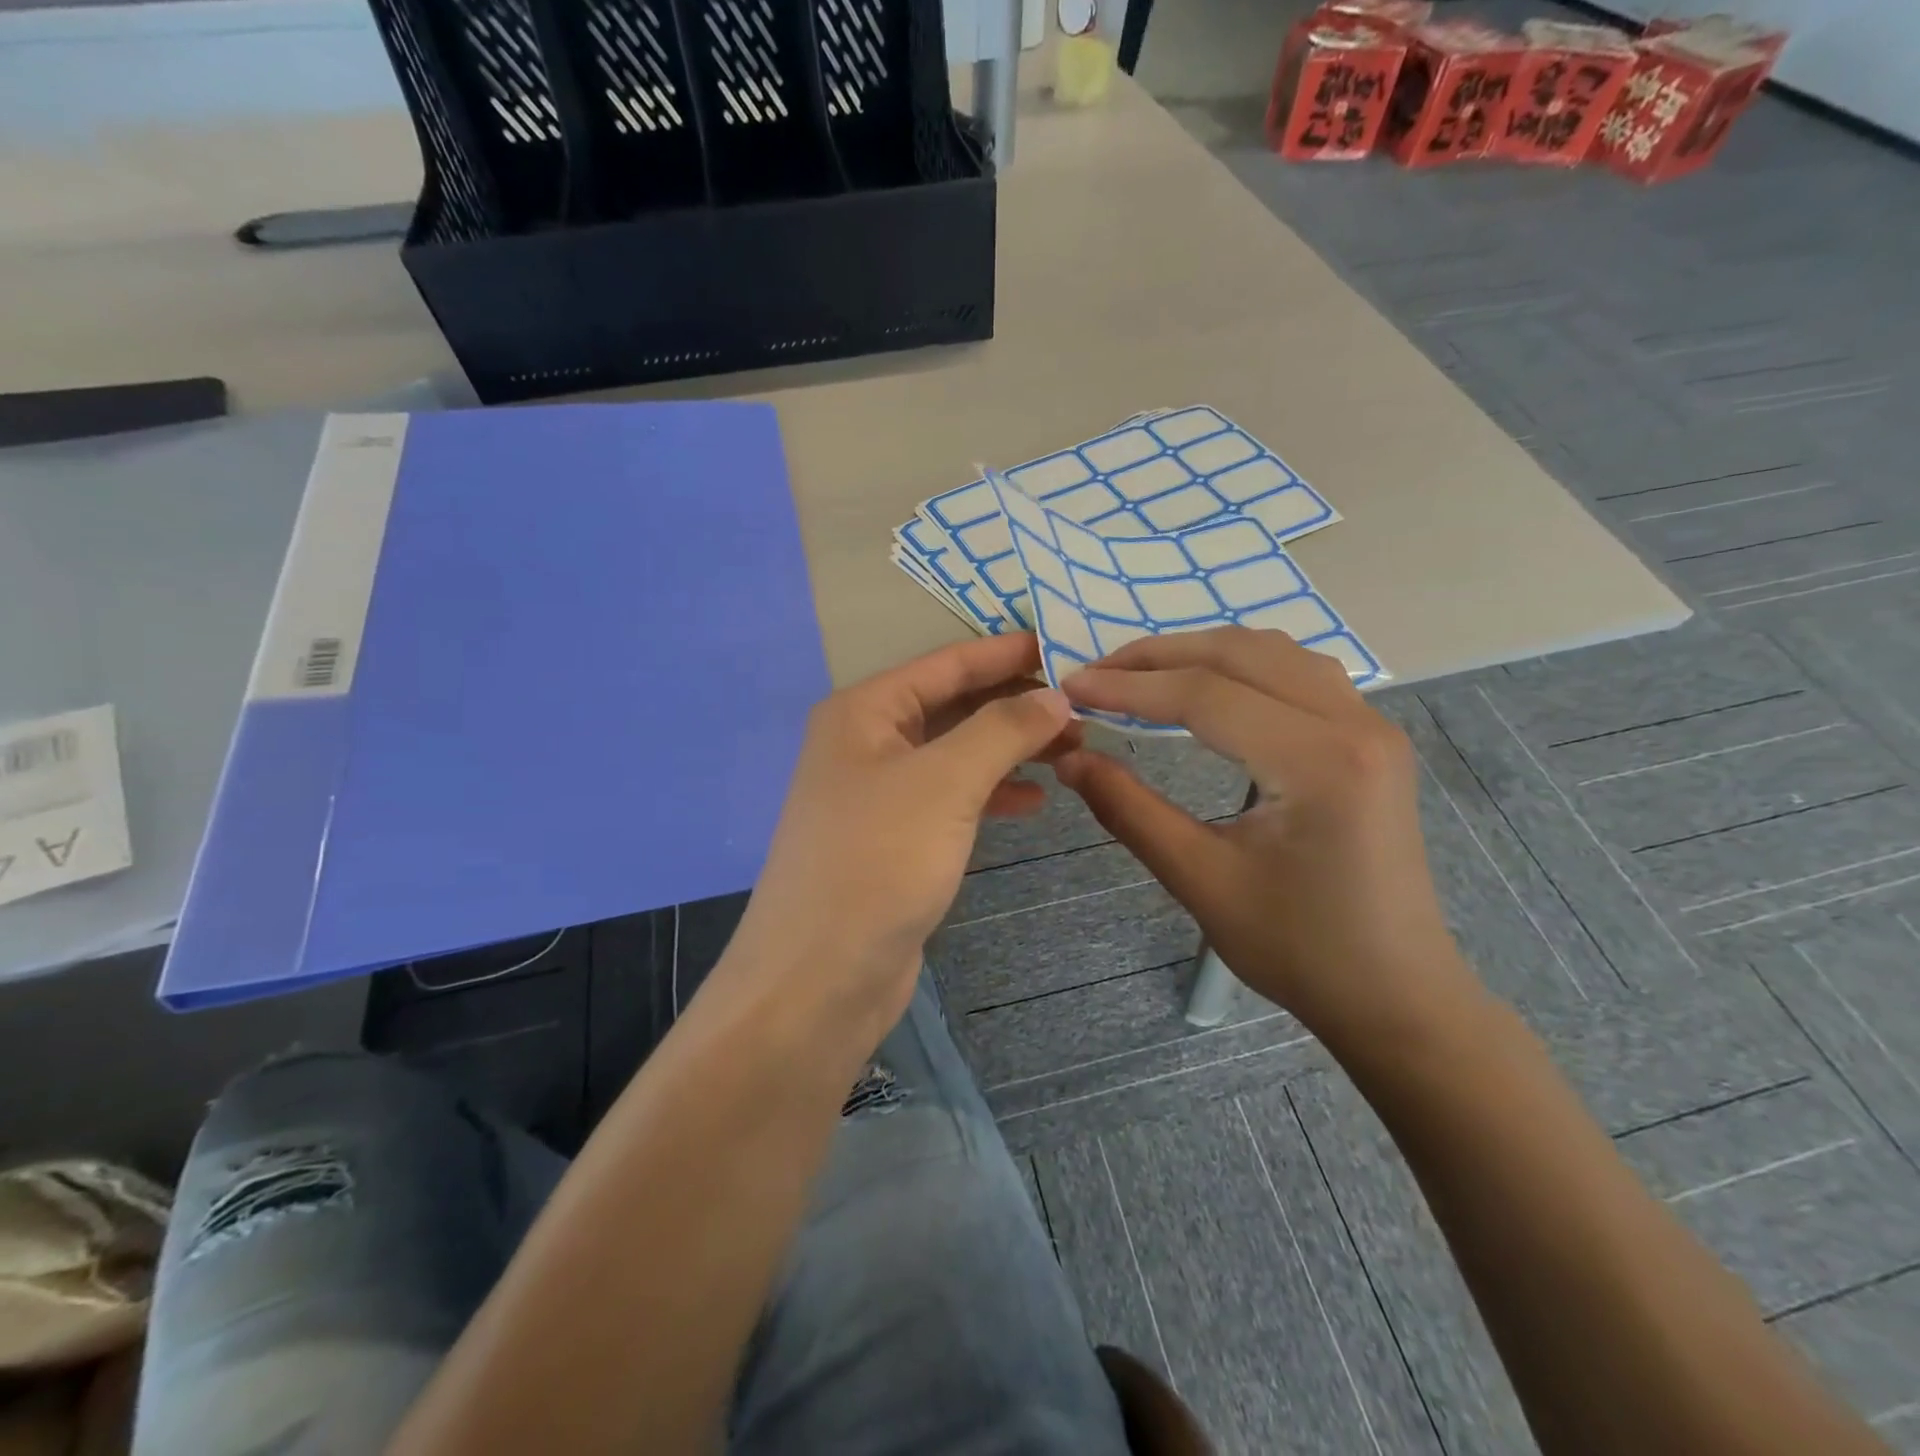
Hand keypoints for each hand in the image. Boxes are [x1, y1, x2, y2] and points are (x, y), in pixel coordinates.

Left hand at [723, 633, 1074, 1050]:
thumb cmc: (877, 862)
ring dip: (1011, 749)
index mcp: (864, 711)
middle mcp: (867, 743)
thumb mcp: (945, 783)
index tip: (1067, 644)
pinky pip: (952, 798)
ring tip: (1073, 748)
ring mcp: (880, 794)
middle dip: (1016, 704)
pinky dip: (992, 794)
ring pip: (957, 753)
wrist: (820, 977)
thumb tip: (1056, 693)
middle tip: (1083, 706)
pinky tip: (1035, 801)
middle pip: (953, 706)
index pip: (947, 663)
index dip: (1007, 652)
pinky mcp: (895, 839)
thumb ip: (1003, 730)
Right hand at [1055, 628, 1479, 1047]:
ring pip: (1273, 653)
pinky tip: (1209, 687)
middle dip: (1158, 656)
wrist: (1396, 993)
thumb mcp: (1200, 880)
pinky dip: (1242, 666)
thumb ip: (1129, 809)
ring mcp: (1371, 725)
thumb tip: (1068, 757)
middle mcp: (1355, 723)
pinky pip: (1299, 674)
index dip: (1129, 687)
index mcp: (1318, 762)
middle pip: (1240, 654)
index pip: (1205, 695)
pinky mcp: (1371, 738)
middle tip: (1097, 672)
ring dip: (1201, 652)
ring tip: (1142, 674)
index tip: (1071, 686)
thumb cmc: (1299, 949)